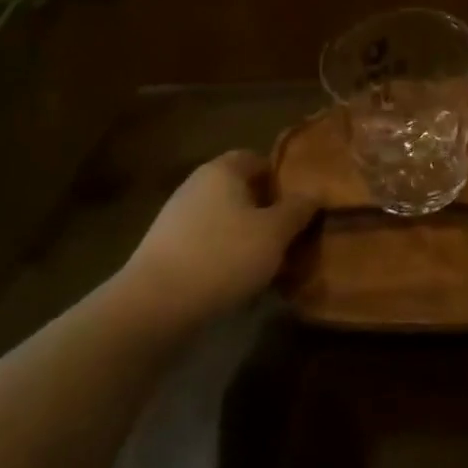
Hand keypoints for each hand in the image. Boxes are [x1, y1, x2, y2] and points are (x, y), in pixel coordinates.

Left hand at [115, 151, 316, 325]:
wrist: (153, 308)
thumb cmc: (222, 257)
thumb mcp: (275, 232)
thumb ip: (298, 208)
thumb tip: (314, 193)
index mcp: (223, 170)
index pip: (260, 159)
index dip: (284, 179)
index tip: (304, 204)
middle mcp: (197, 185)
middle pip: (243, 191)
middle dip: (269, 211)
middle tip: (294, 235)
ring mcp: (177, 218)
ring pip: (227, 220)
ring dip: (249, 238)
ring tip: (272, 264)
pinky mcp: (166, 251)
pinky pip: (208, 244)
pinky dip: (226, 257)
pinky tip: (241, 282)